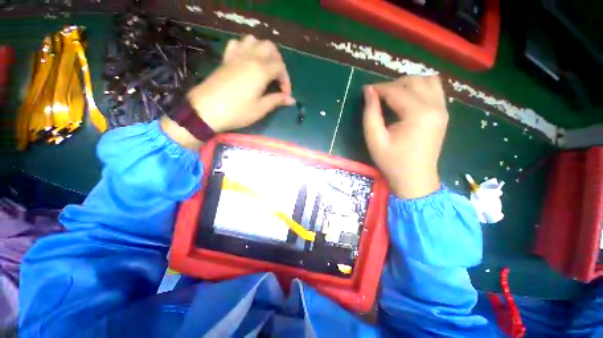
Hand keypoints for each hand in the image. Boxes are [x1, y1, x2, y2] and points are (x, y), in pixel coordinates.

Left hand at [161, 35, 293, 147]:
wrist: (206, 110)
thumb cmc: (237, 111)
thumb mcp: (260, 109)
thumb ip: (276, 101)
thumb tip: (291, 100)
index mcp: (261, 70)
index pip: (280, 67)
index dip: (286, 81)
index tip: (285, 95)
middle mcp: (250, 57)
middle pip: (270, 48)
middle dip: (278, 61)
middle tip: (277, 78)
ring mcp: (236, 56)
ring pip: (254, 41)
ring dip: (263, 51)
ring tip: (265, 67)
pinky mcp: (226, 59)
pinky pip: (237, 44)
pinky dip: (245, 48)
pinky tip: (247, 60)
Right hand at [363, 76, 447, 198]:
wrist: (415, 179)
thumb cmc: (392, 162)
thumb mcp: (375, 139)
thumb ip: (370, 113)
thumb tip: (368, 91)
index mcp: (418, 114)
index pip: (396, 91)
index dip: (379, 88)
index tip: (366, 90)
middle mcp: (435, 107)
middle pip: (414, 81)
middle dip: (393, 84)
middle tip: (378, 96)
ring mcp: (442, 110)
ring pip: (428, 81)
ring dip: (408, 84)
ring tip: (393, 96)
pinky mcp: (443, 114)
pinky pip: (435, 90)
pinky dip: (420, 89)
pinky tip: (407, 100)